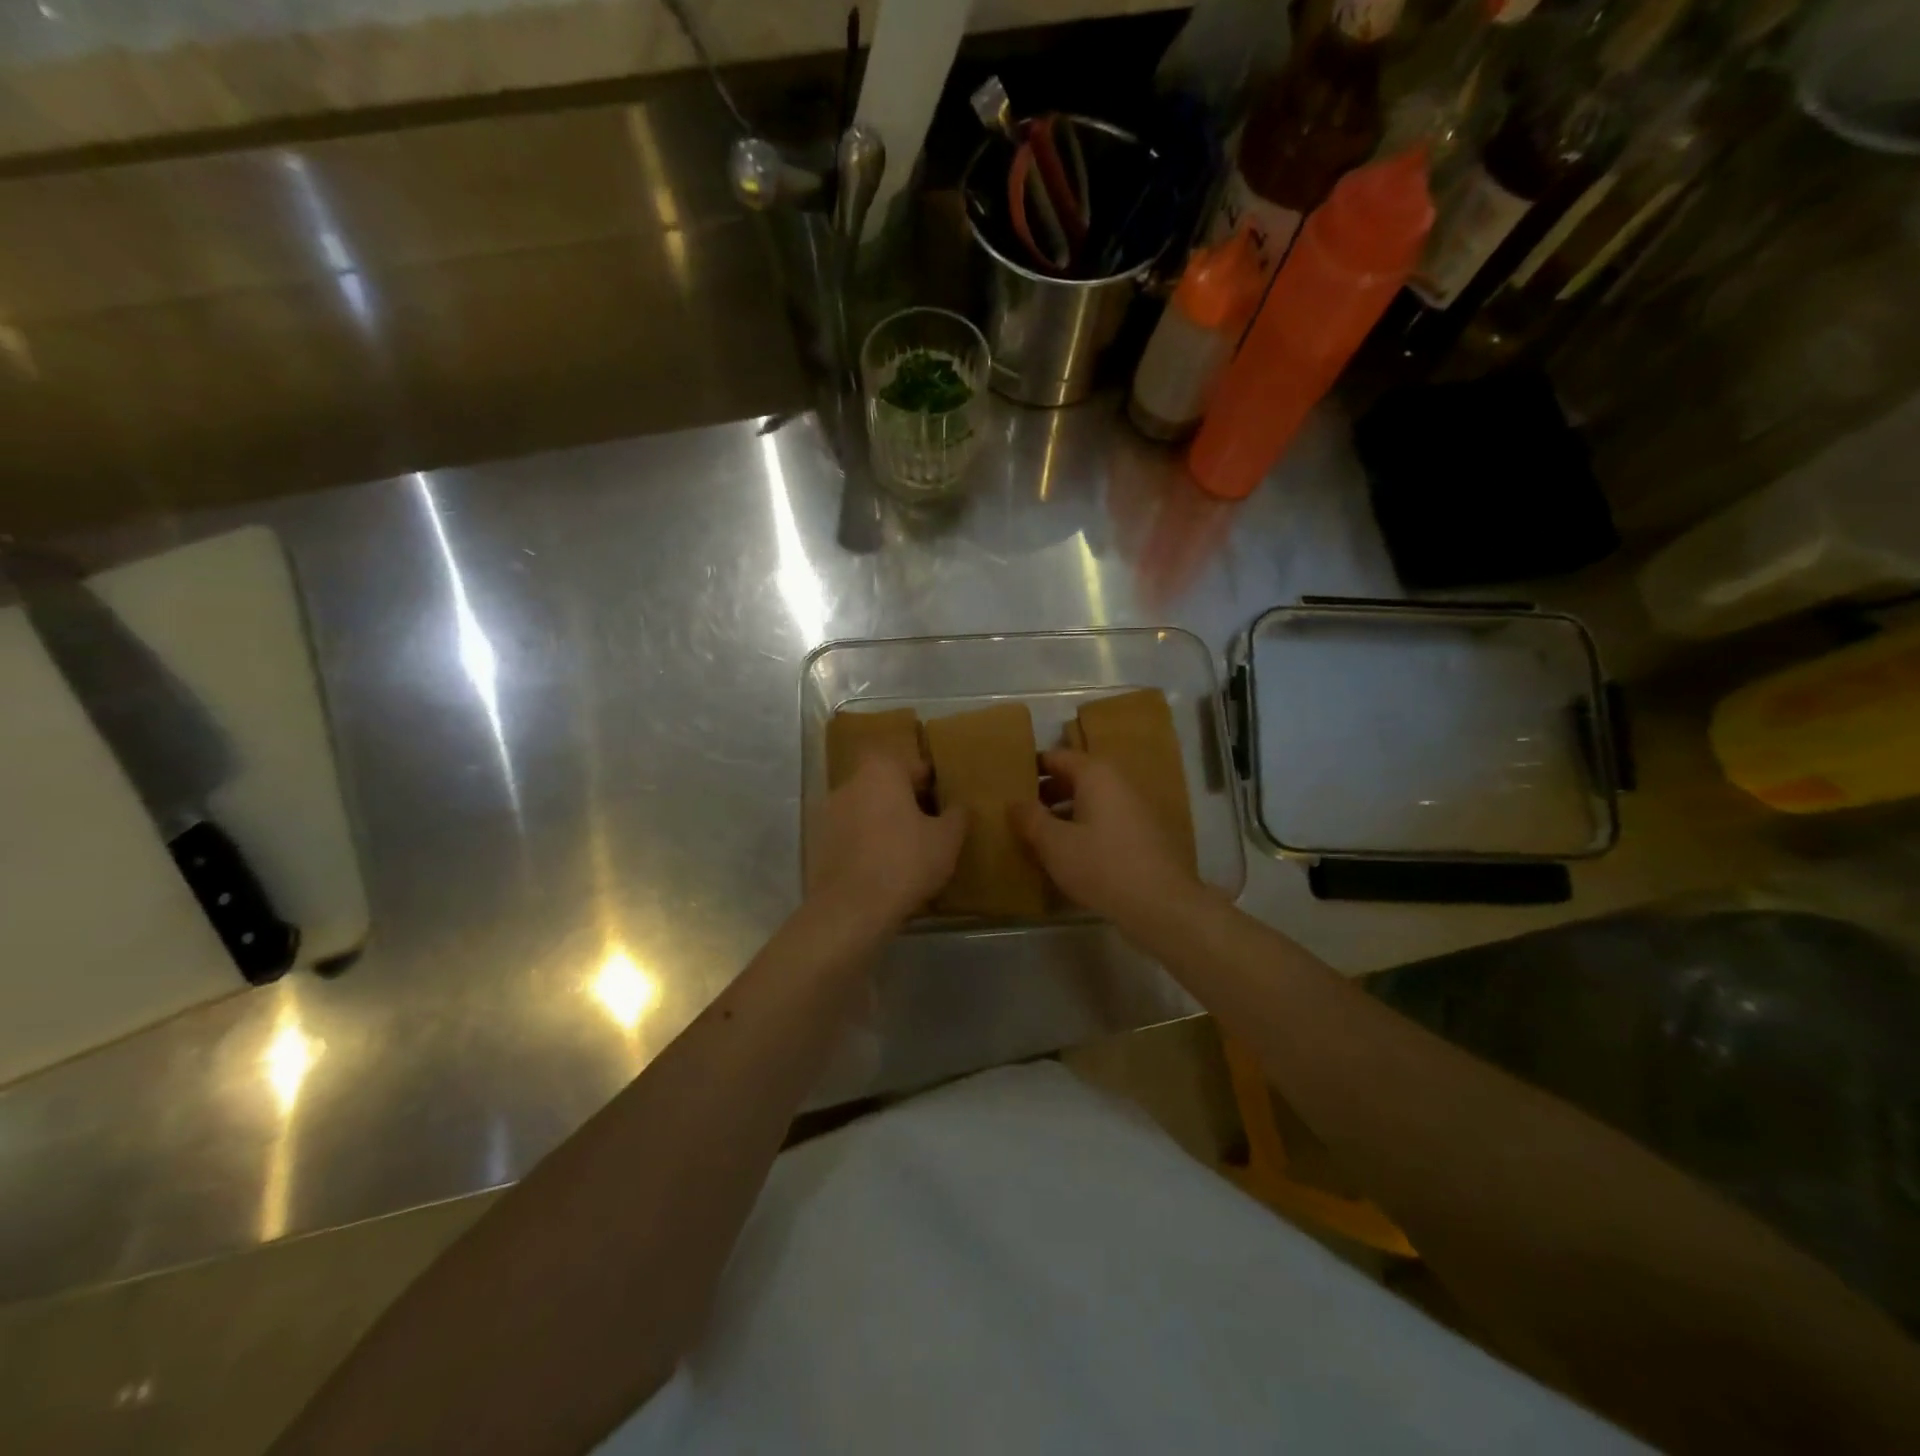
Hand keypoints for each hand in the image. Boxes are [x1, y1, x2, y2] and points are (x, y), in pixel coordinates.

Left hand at [809, 753, 966, 927]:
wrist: (851, 908)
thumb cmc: (905, 862)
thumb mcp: (946, 840)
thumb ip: (957, 815)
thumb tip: (959, 806)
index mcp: (881, 771)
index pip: (912, 764)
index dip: (931, 783)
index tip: (944, 803)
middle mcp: (850, 783)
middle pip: (885, 785)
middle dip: (906, 801)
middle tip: (929, 826)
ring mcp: (828, 813)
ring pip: (866, 809)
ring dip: (884, 822)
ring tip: (907, 850)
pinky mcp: (819, 843)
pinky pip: (851, 834)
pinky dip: (866, 843)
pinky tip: (883, 868)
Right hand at [1010, 749, 1202, 924]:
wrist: (1161, 904)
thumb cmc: (1101, 865)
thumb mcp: (1054, 843)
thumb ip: (1030, 818)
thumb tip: (1014, 802)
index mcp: (1096, 774)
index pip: (1056, 757)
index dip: (1030, 767)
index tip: (1008, 783)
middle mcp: (1118, 783)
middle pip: (1075, 778)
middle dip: (1046, 793)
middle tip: (1018, 812)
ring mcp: (1135, 808)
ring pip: (1091, 802)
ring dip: (1064, 814)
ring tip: (1038, 836)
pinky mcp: (1144, 834)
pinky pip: (1106, 821)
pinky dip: (1085, 829)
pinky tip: (1069, 854)